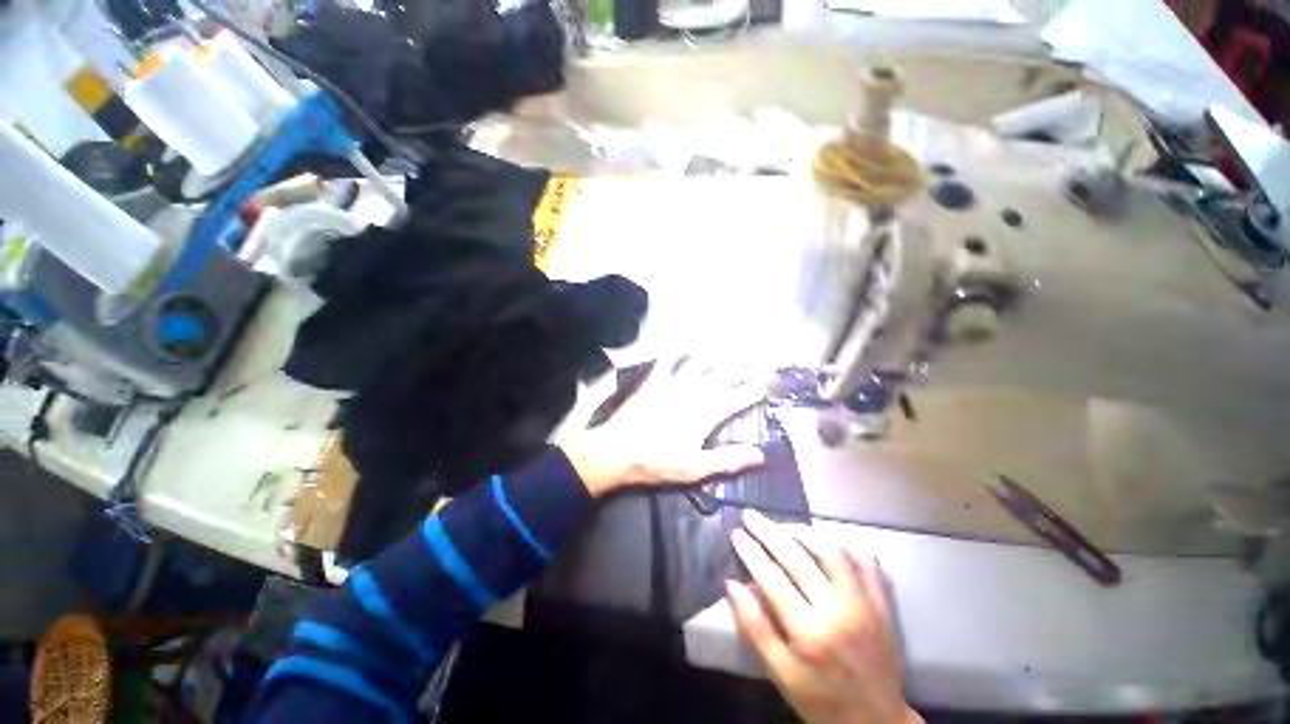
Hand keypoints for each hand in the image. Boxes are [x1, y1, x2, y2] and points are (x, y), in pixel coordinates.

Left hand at [559, 358, 766, 496]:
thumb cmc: (656, 462)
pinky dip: (677, 351)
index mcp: (705, 414)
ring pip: (699, 363)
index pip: (736, 398)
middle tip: (756, 360)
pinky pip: (668, 361)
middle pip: (723, 375)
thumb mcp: (694, 468)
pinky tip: (682, 343)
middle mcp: (692, 393)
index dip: (753, 390)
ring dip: (715, 354)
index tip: (767, 383)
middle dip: (742, 367)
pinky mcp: (654, 381)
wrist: (616, 451)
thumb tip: (760, 455)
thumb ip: (727, 460)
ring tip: (728, 345)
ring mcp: (672, 384)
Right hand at [728, 511, 920, 723]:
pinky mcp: (882, 602)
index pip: (772, 578)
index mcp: (809, 633)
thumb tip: (732, 584)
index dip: (750, 551)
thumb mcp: (779, 673)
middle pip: (797, 557)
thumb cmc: (820, 699)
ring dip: (803, 531)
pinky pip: (866, 560)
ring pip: (831, 550)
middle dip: (769, 531)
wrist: (876, 722)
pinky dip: (844, 542)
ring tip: (783, 526)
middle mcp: (838, 611)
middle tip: (750, 516)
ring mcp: (864, 603)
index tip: (736, 533)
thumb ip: (755, 628)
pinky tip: (826, 537)